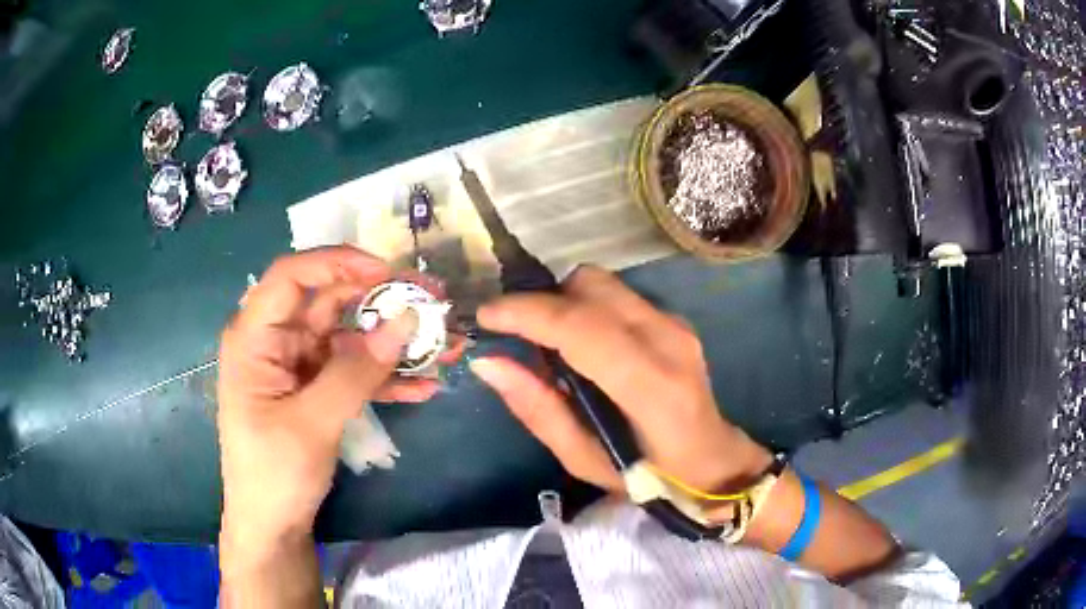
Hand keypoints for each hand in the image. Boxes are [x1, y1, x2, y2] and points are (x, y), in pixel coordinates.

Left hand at [217, 247, 436, 546]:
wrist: (273, 525)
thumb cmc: (274, 473)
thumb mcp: (312, 424)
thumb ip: (356, 372)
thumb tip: (406, 322)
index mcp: (254, 337)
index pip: (292, 276)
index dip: (338, 263)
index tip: (389, 273)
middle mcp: (276, 340)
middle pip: (329, 300)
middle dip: (380, 299)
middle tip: (431, 300)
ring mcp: (299, 364)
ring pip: (350, 335)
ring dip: (393, 340)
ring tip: (443, 344)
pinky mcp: (318, 388)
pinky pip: (354, 370)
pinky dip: (386, 376)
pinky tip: (424, 386)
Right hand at [470, 265, 770, 494]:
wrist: (712, 462)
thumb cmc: (649, 476)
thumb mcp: (583, 460)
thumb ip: (537, 408)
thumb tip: (489, 362)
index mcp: (651, 387)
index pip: (581, 328)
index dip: (527, 313)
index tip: (486, 316)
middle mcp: (668, 340)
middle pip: (590, 286)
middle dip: (543, 302)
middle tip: (517, 335)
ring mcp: (675, 323)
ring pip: (602, 283)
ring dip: (563, 301)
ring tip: (547, 341)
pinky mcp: (674, 319)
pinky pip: (616, 295)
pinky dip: (585, 308)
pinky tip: (581, 344)